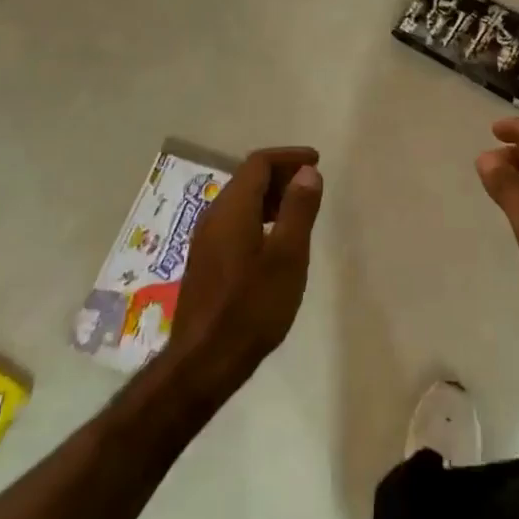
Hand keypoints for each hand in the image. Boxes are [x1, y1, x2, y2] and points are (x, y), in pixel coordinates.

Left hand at [168, 147, 322, 396]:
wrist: (203, 362)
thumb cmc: (251, 307)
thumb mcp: (287, 256)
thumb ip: (298, 209)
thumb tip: (307, 172)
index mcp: (232, 208)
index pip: (259, 163)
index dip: (289, 157)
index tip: (316, 161)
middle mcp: (214, 215)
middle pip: (247, 179)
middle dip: (280, 174)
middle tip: (311, 184)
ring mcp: (205, 240)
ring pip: (240, 201)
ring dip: (270, 196)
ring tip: (298, 210)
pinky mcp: (205, 262)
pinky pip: (234, 221)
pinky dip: (258, 216)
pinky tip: (274, 241)